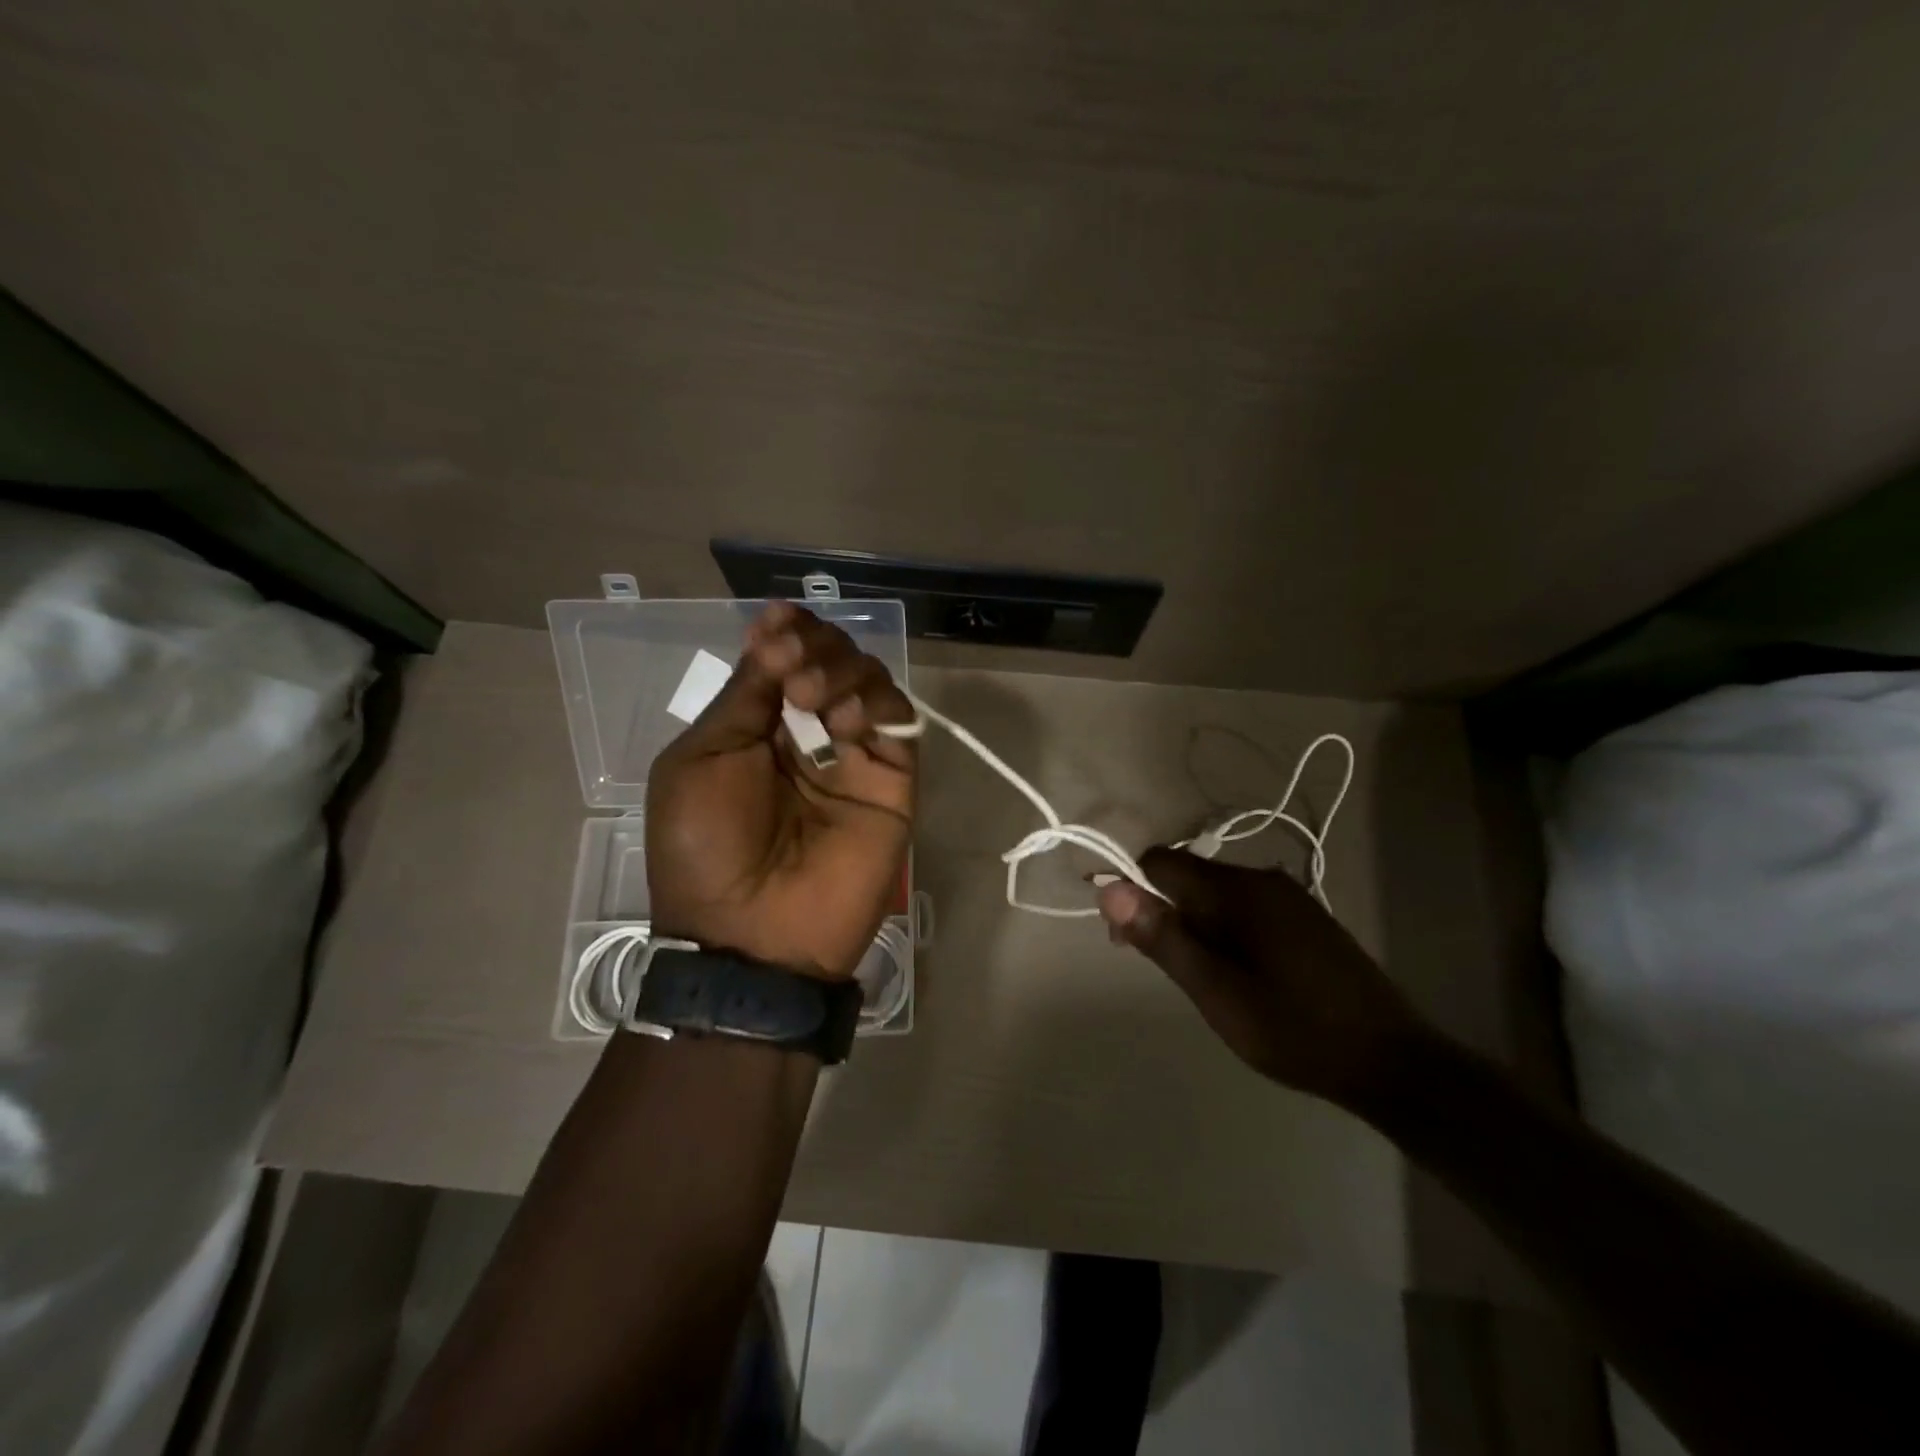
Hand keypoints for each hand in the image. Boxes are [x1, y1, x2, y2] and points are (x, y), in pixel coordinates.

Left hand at [646, 603, 916, 978]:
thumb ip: (743, 696)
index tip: (778, 621)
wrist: (753, 934)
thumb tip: (773, 634)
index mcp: (758, 728)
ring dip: (841, 670)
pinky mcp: (892, 781)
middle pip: (831, 659)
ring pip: (869, 680)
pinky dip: (875, 704)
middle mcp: (809, 733)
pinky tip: (843, 721)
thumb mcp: (701, 760)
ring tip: (810, 698)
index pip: (785, 660)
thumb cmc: (707, 848)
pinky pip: (898, 722)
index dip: (786, 632)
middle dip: (813, 646)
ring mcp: (854, 756)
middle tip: (791, 667)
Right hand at [1097, 848, 1430, 1109]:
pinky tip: (1241, 974)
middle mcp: (1263, 880)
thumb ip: (1163, 938)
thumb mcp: (1216, 992)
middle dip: (1164, 912)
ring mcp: (1289, 898)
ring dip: (1195, 924)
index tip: (1126, 940)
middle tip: (1170, 970)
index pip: (1161, 862)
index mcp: (1238, 890)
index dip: (1131, 890)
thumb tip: (1108, 890)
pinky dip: (1225, 930)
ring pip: (1217, 894)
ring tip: (1205, 979)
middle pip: (1189, 876)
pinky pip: (1246, 908)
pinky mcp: (1306, 919)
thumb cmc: (1294, 1029)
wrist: (1393, 1063)